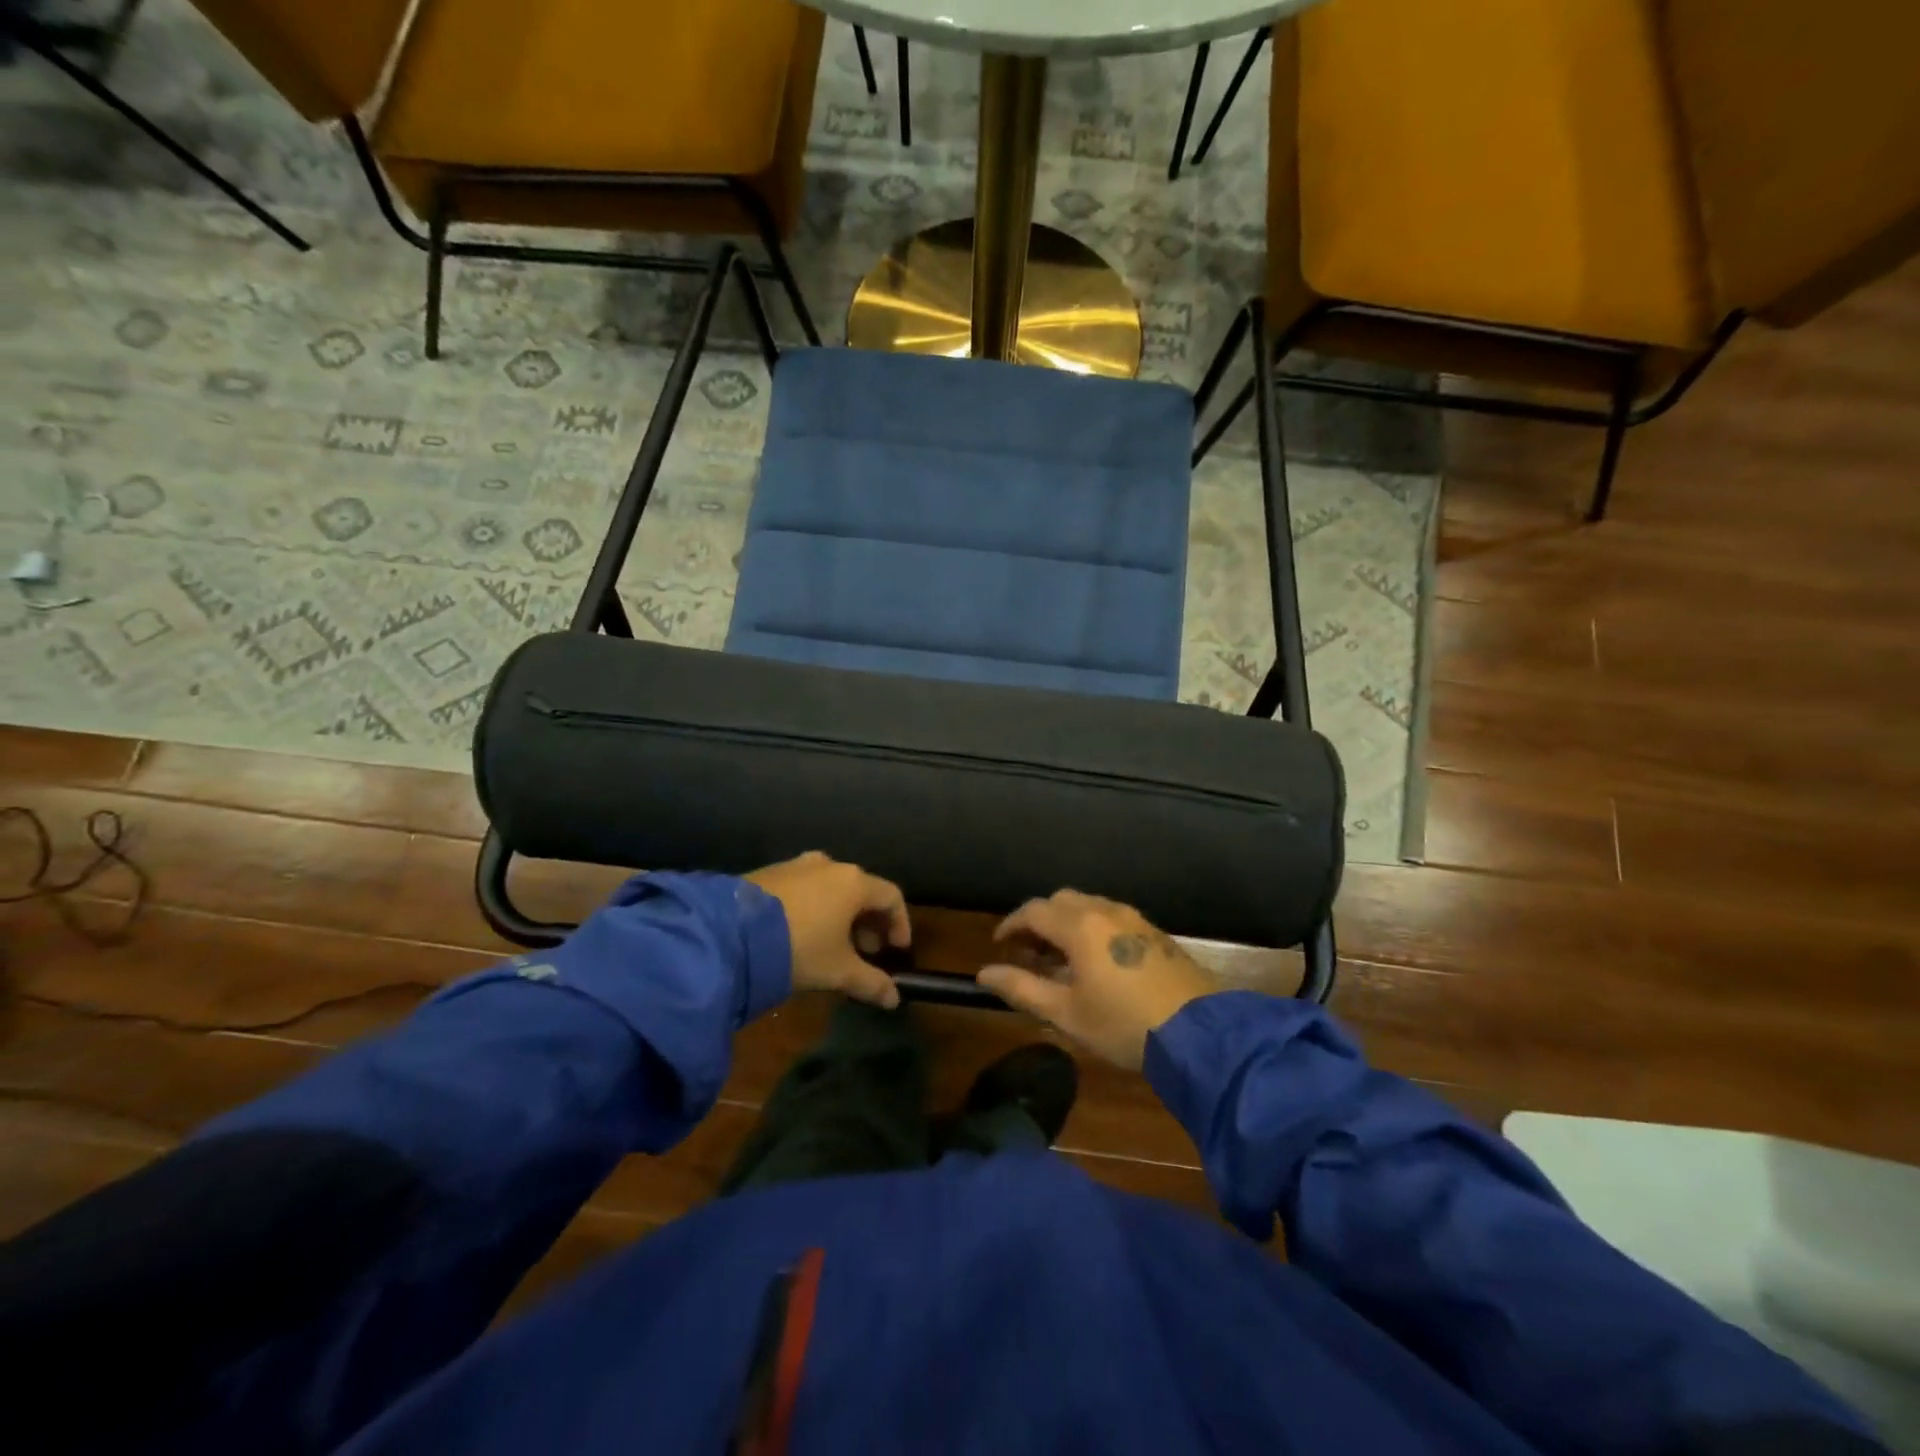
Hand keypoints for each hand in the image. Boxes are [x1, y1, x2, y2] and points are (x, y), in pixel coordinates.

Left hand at [747, 852, 909, 1009]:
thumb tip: (894, 998)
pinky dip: (815, 907)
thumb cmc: (799, 948)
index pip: (891, 896)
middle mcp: (830, 865)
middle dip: (869, 922)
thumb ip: (871, 983)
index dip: (900, 923)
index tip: (896, 950)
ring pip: (832, 887)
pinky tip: (802, 933)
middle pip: (862, 890)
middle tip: (865, 951)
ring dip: (841, 914)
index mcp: (854, 882)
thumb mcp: (838, 971)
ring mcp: (797, 865)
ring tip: (833, 944)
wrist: (731, 933)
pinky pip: (805, 888)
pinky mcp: (770, 872)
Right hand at [978, 891, 1213, 1068]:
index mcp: (1079, 926)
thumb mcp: (1066, 1013)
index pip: (1033, 911)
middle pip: (1060, 900)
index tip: (999, 945)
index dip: (1011, 925)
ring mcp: (1133, 918)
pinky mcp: (1154, 932)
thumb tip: (984, 974)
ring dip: (1066, 923)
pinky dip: (1092, 928)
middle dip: (1039, 920)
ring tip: (1061, 959)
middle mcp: (1105, 911)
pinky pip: (1111, 916)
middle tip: (1029, 953)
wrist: (1199, 1032)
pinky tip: (1095, 961)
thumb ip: (1022, 988)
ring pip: (1088, 905)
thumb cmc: (1123, 1024)